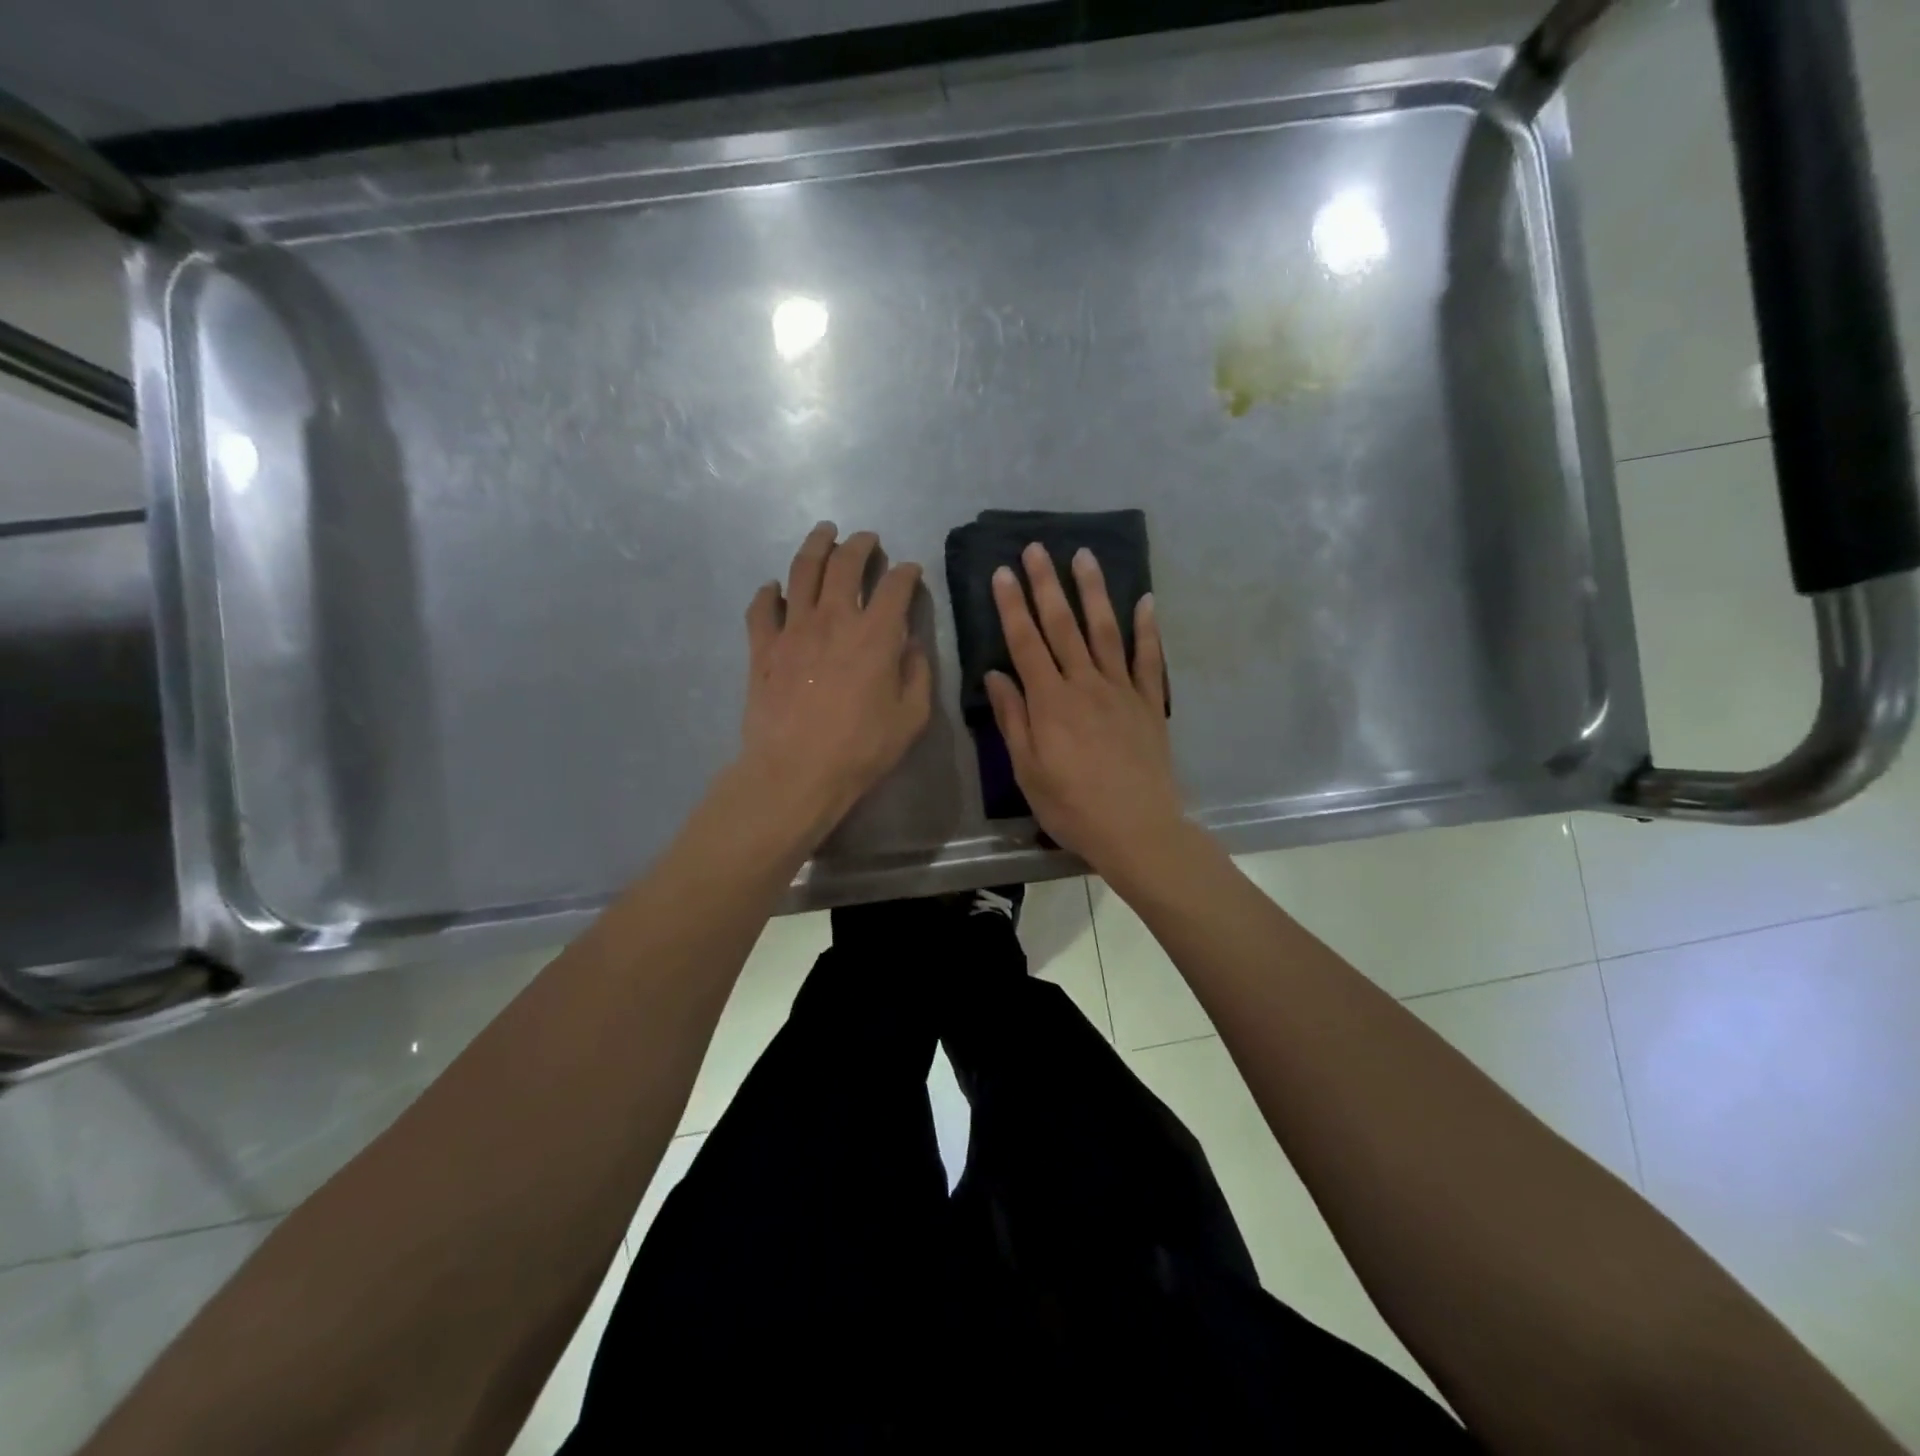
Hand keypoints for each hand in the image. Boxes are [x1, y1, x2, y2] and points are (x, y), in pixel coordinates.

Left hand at [738, 523, 931, 843]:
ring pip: (802, 571)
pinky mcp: (762, 647)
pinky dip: (768, 593)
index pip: (895, 586)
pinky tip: (773, 588)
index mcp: (875, 634)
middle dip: (860, 544)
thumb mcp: (911, 717)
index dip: (907, 573)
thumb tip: (912, 644)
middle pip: (845, 563)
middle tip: (867, 539)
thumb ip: (917, 673)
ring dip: (815, 545)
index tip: (911, 571)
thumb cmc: (861, 749)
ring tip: (824, 533)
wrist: (796, 771)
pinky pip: (761, 608)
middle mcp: (833, 618)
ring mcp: (792, 629)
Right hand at [984, 543, 1182, 870]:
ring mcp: (1122, 690)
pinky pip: (1149, 659)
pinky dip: (1148, 629)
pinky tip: (1146, 601)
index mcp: (1050, 702)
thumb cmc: (1072, 807)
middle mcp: (1086, 685)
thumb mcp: (1028, 770)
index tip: (1003, 572)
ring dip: (1094, 591)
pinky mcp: (1150, 704)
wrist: (1138, 830)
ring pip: (1105, 631)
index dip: (1012, 606)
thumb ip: (1014, 719)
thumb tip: (996, 673)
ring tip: (1084, 556)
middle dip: (1047, 585)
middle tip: (1036, 549)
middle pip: (1063, 626)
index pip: (1026, 643)